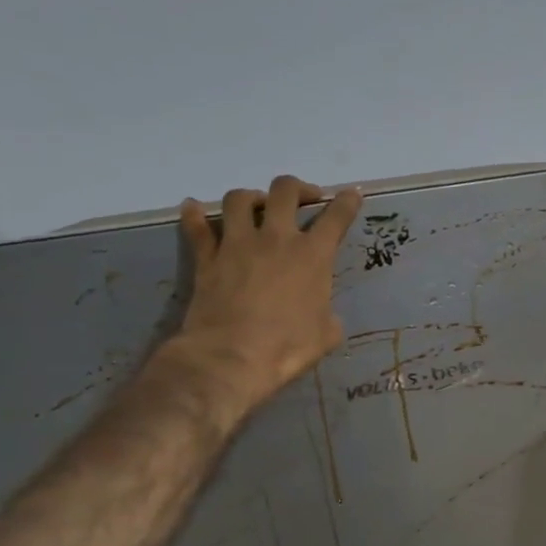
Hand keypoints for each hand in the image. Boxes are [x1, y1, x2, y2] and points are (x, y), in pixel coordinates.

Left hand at [162, 176, 363, 424]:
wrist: (232, 357)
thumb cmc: (287, 348)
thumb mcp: (327, 334)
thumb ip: (328, 314)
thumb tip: (323, 314)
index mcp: (313, 256)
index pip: (336, 217)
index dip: (347, 202)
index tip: (352, 194)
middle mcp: (276, 239)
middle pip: (285, 191)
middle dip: (298, 188)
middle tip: (304, 199)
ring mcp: (238, 245)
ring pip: (240, 199)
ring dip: (251, 197)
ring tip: (256, 206)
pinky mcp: (207, 258)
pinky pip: (197, 228)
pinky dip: (194, 215)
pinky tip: (192, 208)